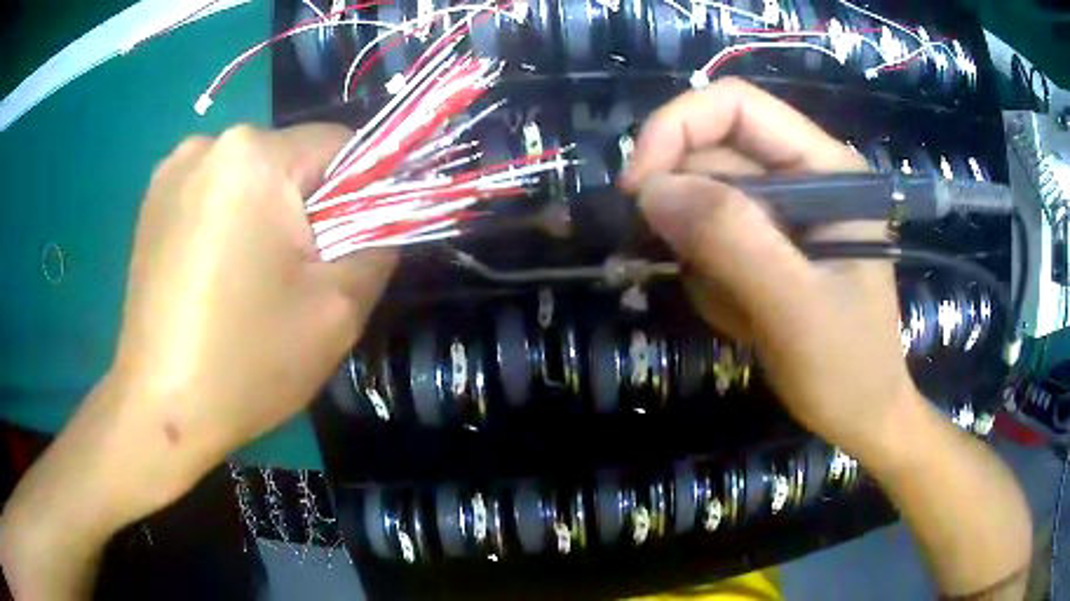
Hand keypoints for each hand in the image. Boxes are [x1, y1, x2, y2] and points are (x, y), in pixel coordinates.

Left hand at [1, 124, 396, 598]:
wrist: (160, 410)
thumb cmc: (246, 361)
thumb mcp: (339, 309)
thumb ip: (381, 242)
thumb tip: (385, 215)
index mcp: (255, 155)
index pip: (341, 144)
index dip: (362, 192)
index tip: (350, 246)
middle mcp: (210, 142)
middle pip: (291, 161)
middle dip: (308, 208)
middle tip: (298, 275)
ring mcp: (172, 169)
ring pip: (251, 177)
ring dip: (266, 215)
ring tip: (251, 279)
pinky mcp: (152, 200)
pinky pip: (213, 194)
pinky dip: (228, 222)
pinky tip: (215, 275)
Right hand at [622, 78, 915, 457]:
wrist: (862, 416)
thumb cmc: (849, 369)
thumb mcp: (796, 309)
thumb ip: (734, 241)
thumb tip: (652, 189)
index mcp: (826, 169)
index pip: (736, 106)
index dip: (676, 129)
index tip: (637, 189)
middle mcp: (804, 175)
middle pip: (713, 153)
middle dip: (686, 207)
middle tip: (681, 265)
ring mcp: (785, 211)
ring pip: (704, 201)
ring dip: (700, 255)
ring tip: (737, 309)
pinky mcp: (770, 243)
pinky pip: (710, 240)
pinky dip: (709, 278)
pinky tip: (742, 318)